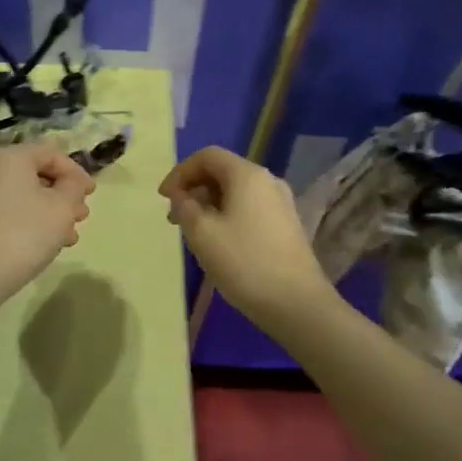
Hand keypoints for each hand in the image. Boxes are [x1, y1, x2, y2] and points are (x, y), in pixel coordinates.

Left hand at [0, 144, 95, 301]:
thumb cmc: (22, 234)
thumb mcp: (61, 207)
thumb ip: (73, 187)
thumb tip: (72, 180)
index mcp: (10, 157)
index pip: (51, 153)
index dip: (76, 171)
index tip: (92, 194)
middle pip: (37, 174)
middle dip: (64, 194)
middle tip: (82, 216)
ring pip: (25, 196)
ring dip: (52, 212)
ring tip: (69, 236)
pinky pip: (10, 212)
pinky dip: (32, 222)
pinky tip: (46, 245)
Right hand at [160, 147, 333, 321]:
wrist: (298, 303)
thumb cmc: (245, 263)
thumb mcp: (202, 234)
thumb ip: (185, 207)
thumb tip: (182, 196)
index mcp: (247, 175)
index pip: (207, 156)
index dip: (180, 172)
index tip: (163, 198)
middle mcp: (267, 181)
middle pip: (222, 171)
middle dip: (193, 189)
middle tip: (174, 218)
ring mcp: (281, 203)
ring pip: (236, 191)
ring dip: (209, 204)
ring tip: (193, 232)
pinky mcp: (286, 225)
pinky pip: (249, 207)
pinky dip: (228, 215)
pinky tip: (219, 242)